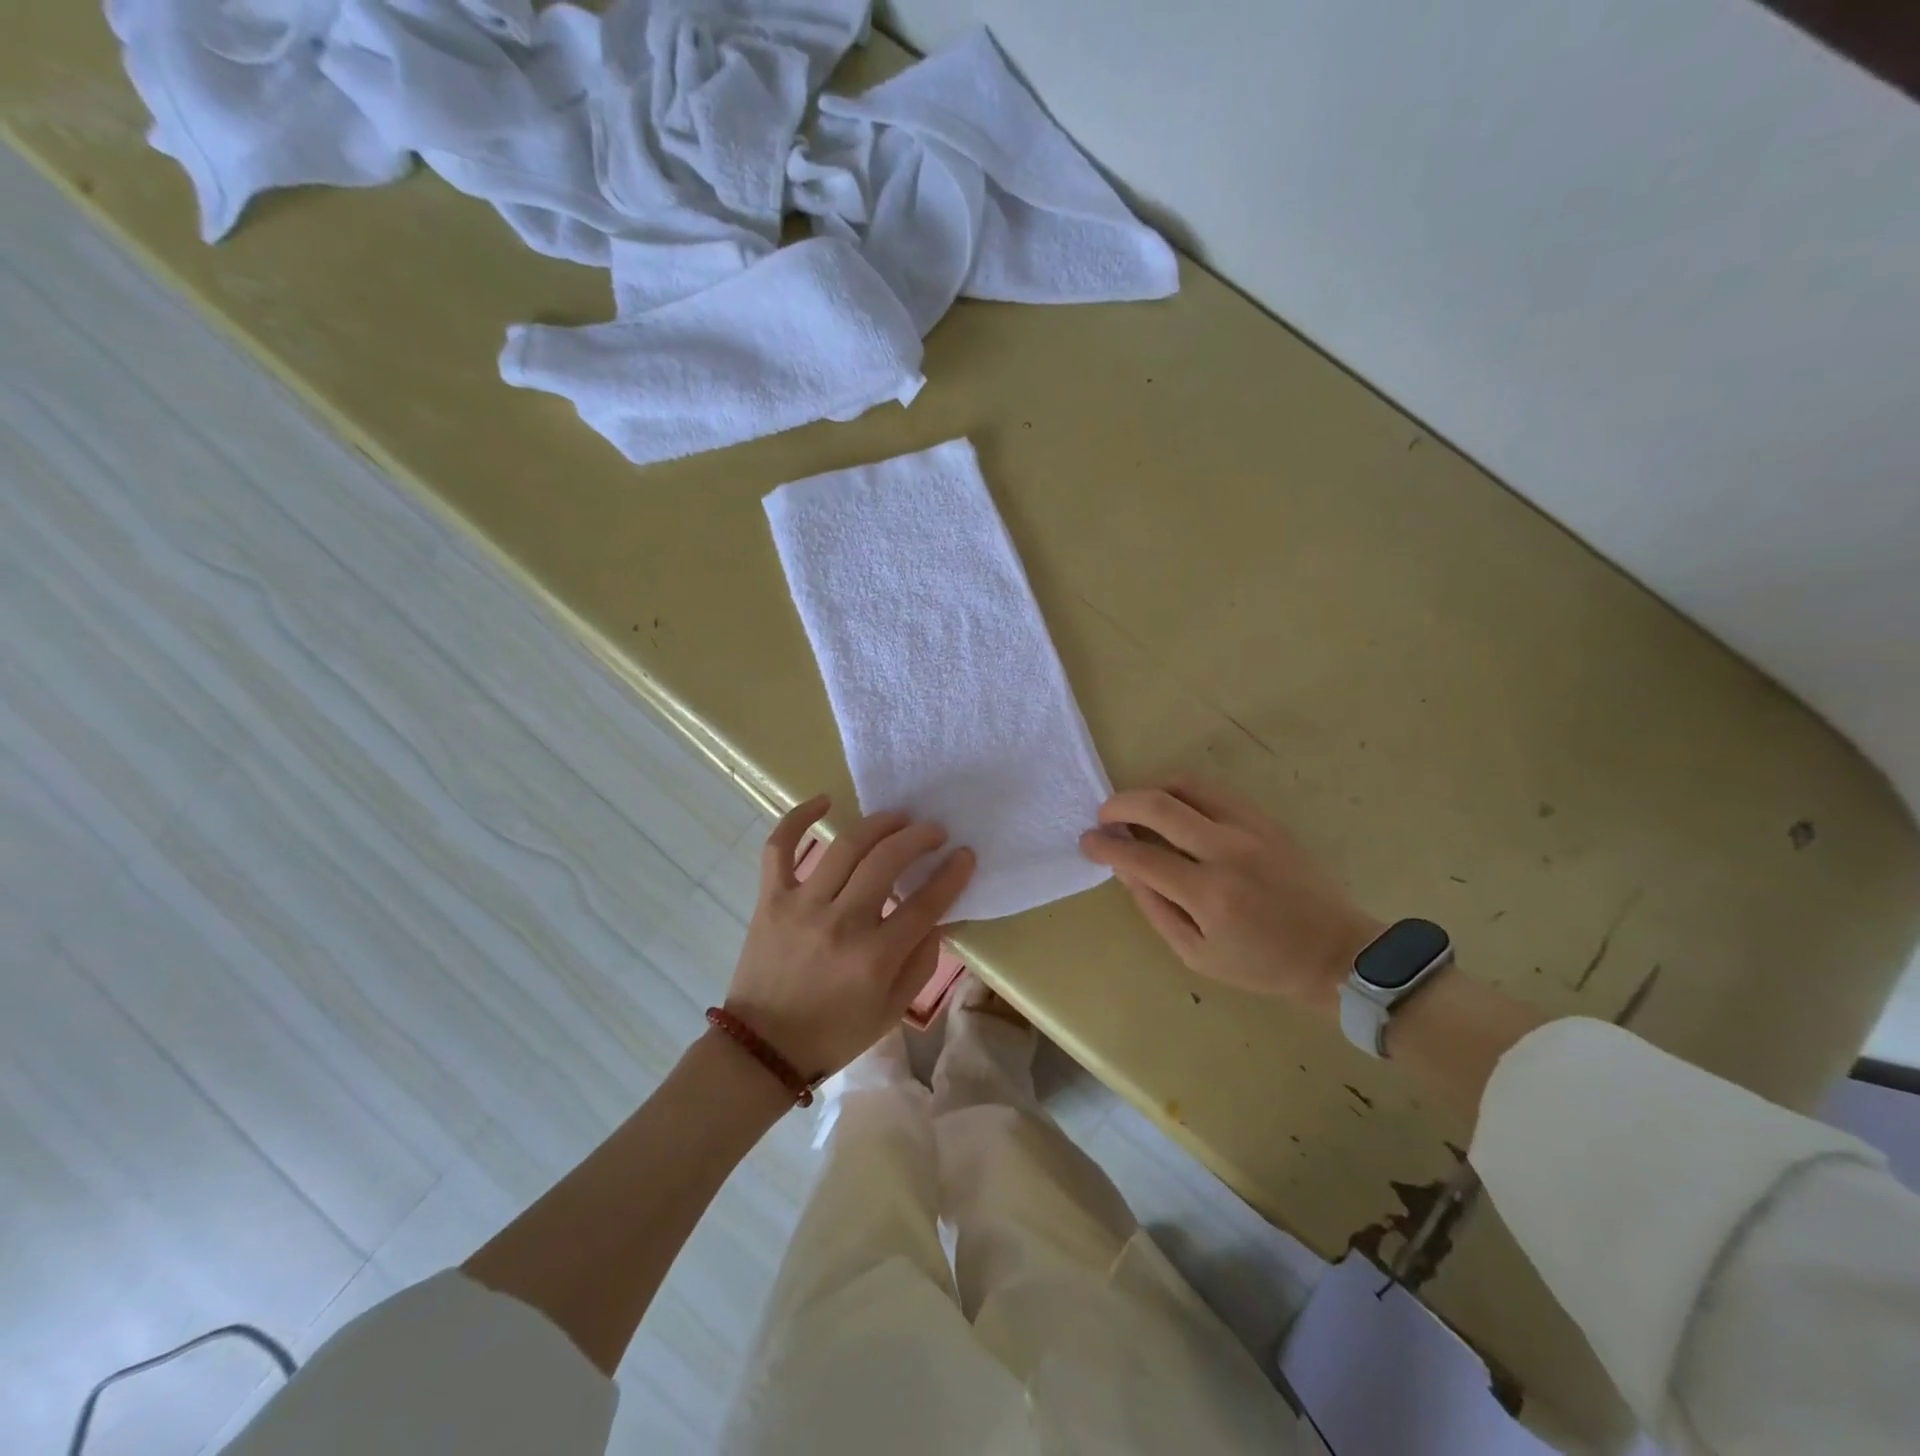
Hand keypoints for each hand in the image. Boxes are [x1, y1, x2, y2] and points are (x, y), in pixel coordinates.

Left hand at [724, 795, 974, 1077]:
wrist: (762, 1049)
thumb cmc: (834, 1033)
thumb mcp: (892, 1010)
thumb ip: (921, 962)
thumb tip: (939, 917)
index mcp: (875, 957)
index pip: (926, 902)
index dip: (952, 874)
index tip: (965, 855)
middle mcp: (841, 922)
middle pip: (888, 861)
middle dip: (919, 838)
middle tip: (934, 831)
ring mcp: (801, 905)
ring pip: (847, 845)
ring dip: (880, 823)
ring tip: (899, 818)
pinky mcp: (771, 898)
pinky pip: (780, 846)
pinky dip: (798, 817)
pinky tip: (824, 800)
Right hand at [1079, 778, 1380, 1013]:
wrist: (1336, 953)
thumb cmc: (1261, 964)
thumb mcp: (1196, 954)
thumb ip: (1155, 907)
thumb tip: (1124, 867)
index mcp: (1209, 894)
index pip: (1141, 856)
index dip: (1105, 846)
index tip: (1086, 842)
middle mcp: (1227, 851)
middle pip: (1159, 806)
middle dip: (1120, 804)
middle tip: (1104, 816)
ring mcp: (1249, 828)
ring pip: (1186, 785)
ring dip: (1150, 790)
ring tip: (1135, 808)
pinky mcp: (1265, 819)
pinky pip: (1213, 791)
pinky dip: (1181, 793)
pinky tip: (1172, 810)